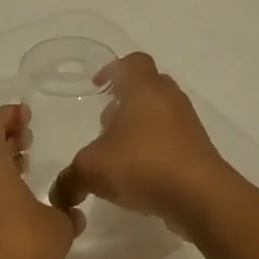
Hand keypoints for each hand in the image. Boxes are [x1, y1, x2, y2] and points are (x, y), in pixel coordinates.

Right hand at [50, 53, 244, 237]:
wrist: (201, 197)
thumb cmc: (143, 165)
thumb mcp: (92, 170)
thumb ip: (69, 178)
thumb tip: (57, 194)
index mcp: (145, 89)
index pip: (133, 61)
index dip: (114, 69)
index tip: (98, 87)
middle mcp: (170, 99)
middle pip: (148, 86)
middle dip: (126, 100)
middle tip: (106, 122)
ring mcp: (189, 125)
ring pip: (161, 114)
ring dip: (141, 127)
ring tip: (120, 152)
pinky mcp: (199, 151)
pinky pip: (173, 140)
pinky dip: (157, 149)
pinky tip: (140, 175)